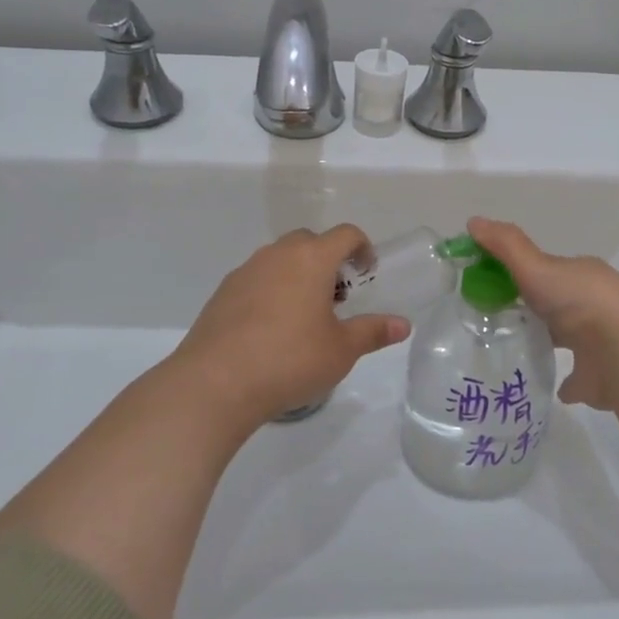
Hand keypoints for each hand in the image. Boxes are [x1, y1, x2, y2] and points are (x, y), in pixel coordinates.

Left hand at [173, 225, 410, 428]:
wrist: (215, 383)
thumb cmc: (290, 360)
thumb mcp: (341, 350)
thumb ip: (373, 332)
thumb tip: (403, 324)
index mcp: (311, 258)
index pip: (345, 234)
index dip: (362, 248)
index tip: (366, 272)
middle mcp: (277, 254)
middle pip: (310, 242)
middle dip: (327, 261)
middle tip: (336, 298)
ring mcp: (245, 271)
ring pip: (280, 259)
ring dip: (297, 275)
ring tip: (304, 317)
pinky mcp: (222, 293)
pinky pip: (256, 279)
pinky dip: (271, 291)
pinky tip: (270, 330)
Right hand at [466, 216, 618, 413]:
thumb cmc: (580, 302)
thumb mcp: (536, 267)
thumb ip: (505, 246)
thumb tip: (472, 221)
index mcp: (581, 276)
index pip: (546, 270)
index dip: (519, 273)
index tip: (488, 284)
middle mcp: (594, 305)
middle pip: (557, 303)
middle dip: (533, 308)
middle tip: (494, 319)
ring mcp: (600, 343)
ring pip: (569, 339)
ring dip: (547, 341)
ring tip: (512, 351)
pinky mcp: (600, 378)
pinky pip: (577, 378)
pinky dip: (565, 380)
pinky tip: (546, 385)